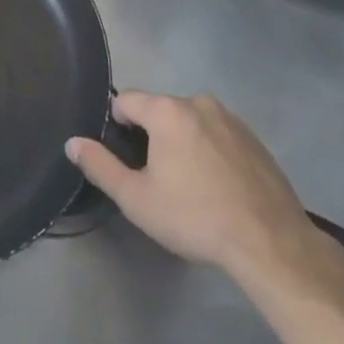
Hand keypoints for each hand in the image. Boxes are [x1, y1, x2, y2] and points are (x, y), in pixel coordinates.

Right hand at [67, 91, 323, 291]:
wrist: (270, 243)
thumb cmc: (194, 217)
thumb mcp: (136, 199)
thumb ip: (100, 166)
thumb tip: (73, 143)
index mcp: (166, 110)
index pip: (125, 101)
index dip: (116, 126)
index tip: (124, 159)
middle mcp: (198, 102)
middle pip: (158, 110)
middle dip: (151, 136)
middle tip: (156, 178)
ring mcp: (230, 118)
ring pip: (189, 122)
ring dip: (181, 142)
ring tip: (189, 186)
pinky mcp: (254, 138)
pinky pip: (217, 134)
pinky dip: (209, 150)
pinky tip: (216, 187)